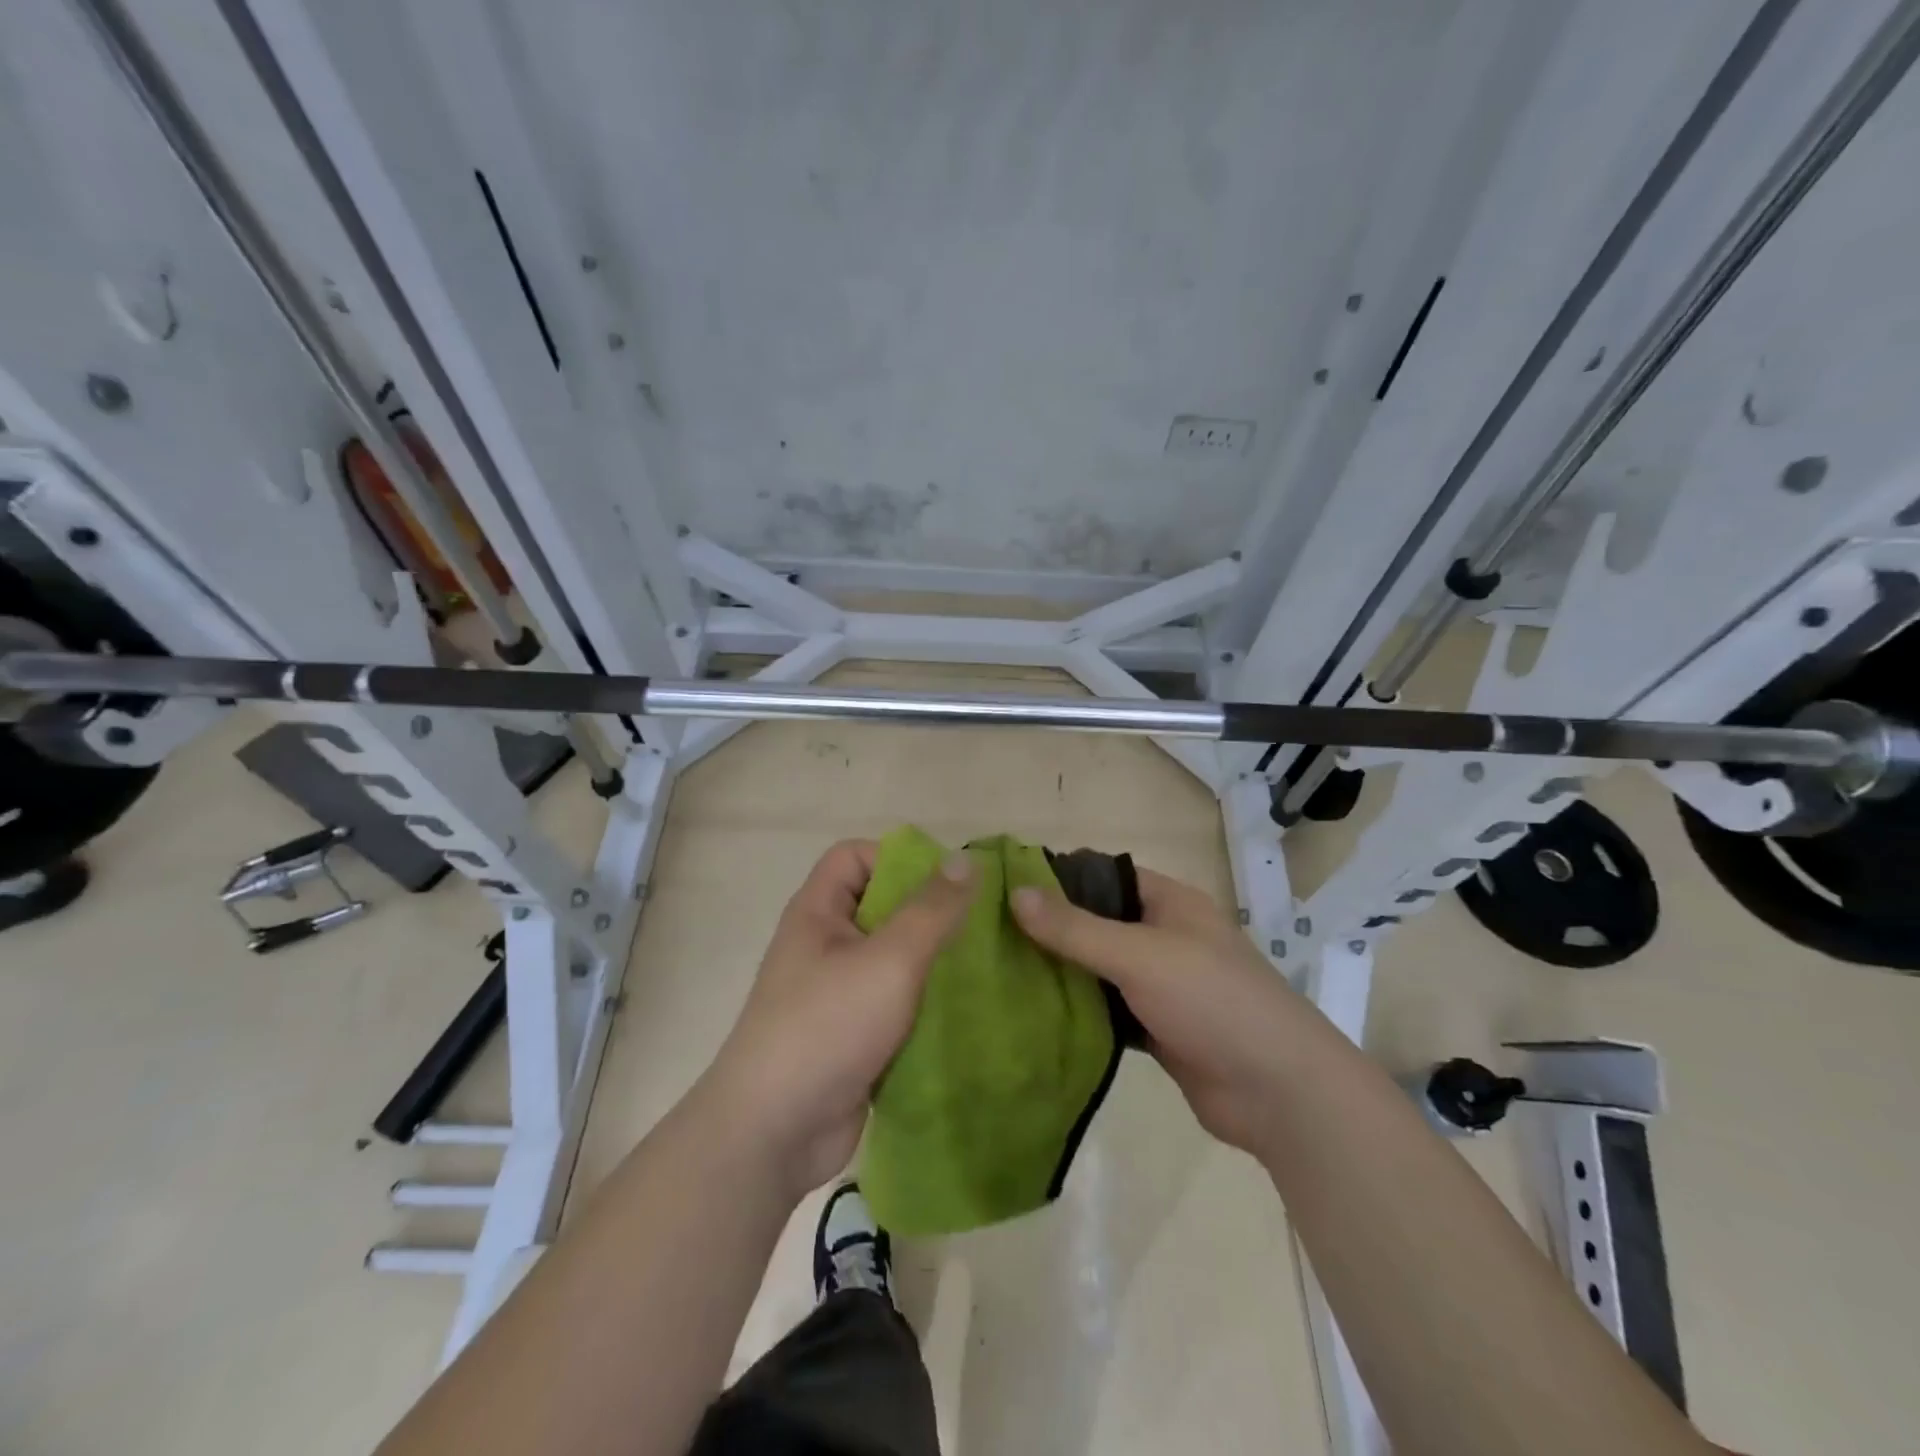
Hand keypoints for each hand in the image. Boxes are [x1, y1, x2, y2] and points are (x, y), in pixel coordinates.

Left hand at [703, 839, 974, 1197]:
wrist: (773, 1134)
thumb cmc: (827, 1027)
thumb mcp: (889, 960)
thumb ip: (931, 910)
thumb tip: (968, 859)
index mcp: (818, 912)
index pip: (855, 856)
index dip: (898, 858)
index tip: (949, 882)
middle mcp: (825, 945)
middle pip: (881, 907)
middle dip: (931, 912)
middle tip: (983, 925)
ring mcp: (838, 994)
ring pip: (894, 959)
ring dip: (935, 962)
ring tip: (986, 967)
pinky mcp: (854, 1036)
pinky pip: (897, 1004)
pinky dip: (927, 1004)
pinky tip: (969, 1012)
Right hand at [1012, 869, 1311, 1156]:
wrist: (1279, 1092)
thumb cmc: (1212, 1001)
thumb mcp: (1140, 955)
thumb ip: (1076, 928)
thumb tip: (1016, 893)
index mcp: (1170, 903)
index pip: (1105, 875)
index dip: (1060, 878)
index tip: (1005, 888)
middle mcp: (1165, 937)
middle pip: (1098, 923)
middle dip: (1052, 928)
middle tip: (991, 934)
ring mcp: (1162, 986)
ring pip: (1100, 970)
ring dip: (1062, 972)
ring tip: (1000, 971)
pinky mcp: (1157, 1029)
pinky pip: (1108, 1011)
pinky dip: (1078, 1011)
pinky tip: (1035, 1013)